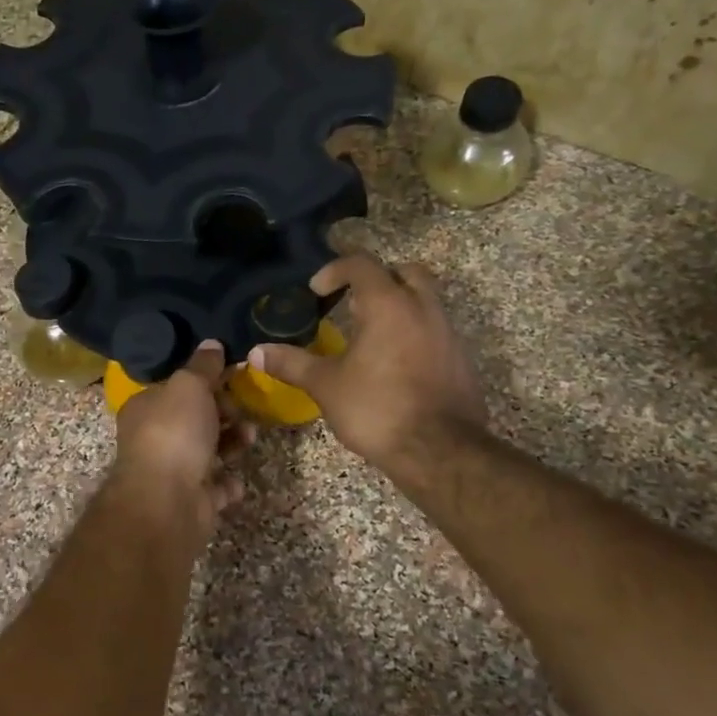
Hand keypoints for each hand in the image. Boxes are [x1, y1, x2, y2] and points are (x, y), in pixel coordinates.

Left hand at [112, 341, 253, 534]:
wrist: (167, 501)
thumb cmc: (175, 433)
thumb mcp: (189, 385)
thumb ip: (203, 366)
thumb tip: (212, 344)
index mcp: (145, 407)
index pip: (177, 388)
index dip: (206, 382)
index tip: (233, 379)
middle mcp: (153, 438)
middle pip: (195, 419)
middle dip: (225, 414)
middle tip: (244, 413)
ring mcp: (170, 472)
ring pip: (208, 451)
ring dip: (232, 443)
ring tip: (249, 440)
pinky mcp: (189, 501)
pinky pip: (214, 487)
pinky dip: (227, 483)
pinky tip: (237, 480)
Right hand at [250, 254, 485, 475]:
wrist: (440, 451)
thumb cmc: (377, 408)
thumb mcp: (326, 385)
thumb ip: (291, 363)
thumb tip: (255, 353)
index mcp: (389, 305)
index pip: (362, 264)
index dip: (335, 270)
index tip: (316, 291)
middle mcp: (423, 308)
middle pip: (405, 272)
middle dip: (378, 279)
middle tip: (353, 301)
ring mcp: (448, 333)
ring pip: (425, 301)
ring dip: (399, 306)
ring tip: (370, 335)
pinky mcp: (461, 359)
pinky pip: (436, 331)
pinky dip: (414, 334)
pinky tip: (394, 364)